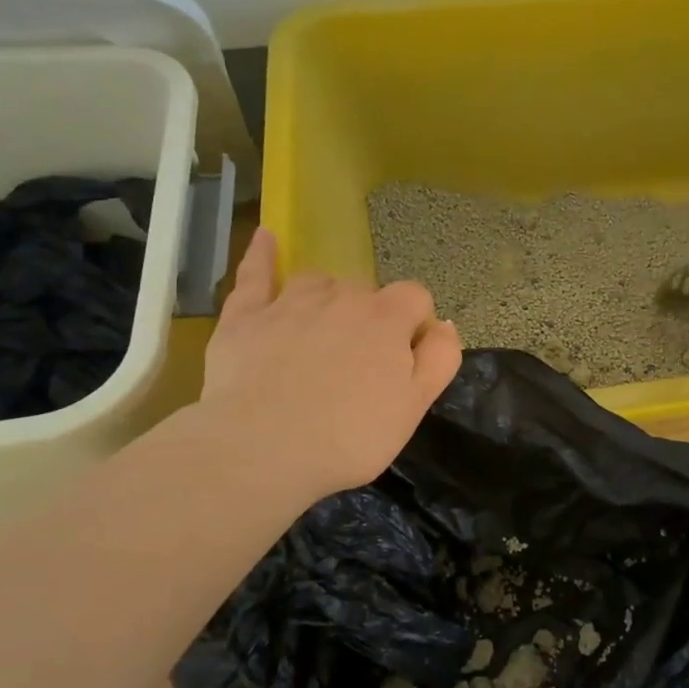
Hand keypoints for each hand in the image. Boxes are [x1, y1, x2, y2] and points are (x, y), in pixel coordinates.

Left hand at [193, 229, 461, 502]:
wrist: (262, 450)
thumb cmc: (350, 437)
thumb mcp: (415, 406)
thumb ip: (439, 358)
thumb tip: (443, 323)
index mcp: (387, 318)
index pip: (416, 297)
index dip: (415, 325)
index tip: (405, 361)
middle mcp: (342, 296)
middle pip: (366, 292)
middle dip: (369, 318)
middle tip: (359, 366)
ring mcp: (290, 301)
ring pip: (318, 281)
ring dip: (327, 298)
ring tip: (322, 333)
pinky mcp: (245, 316)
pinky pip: (256, 273)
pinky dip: (262, 254)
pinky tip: (266, 237)